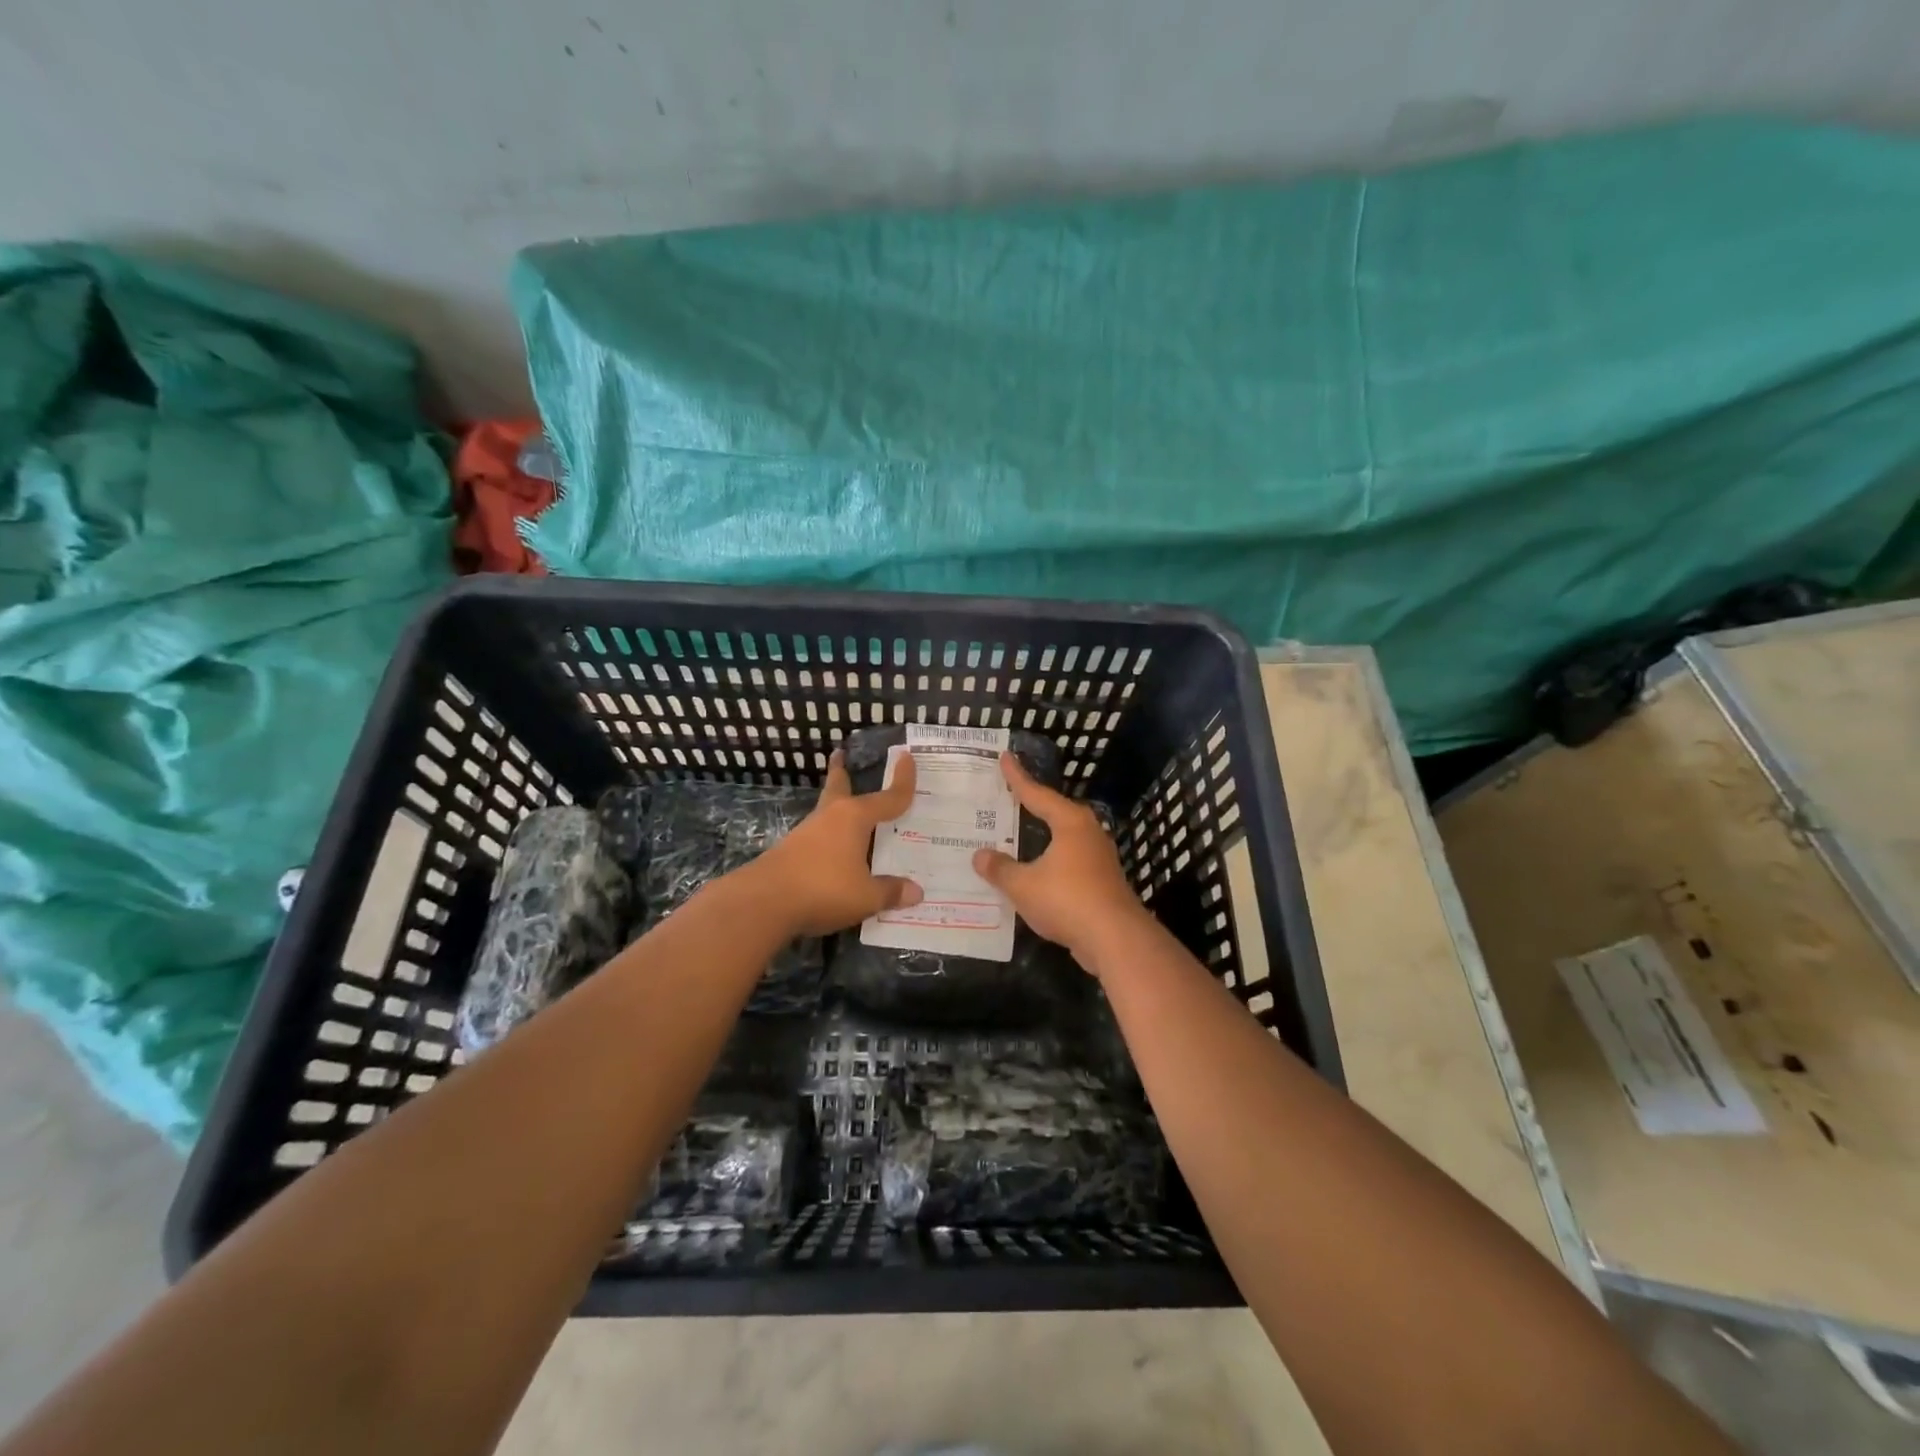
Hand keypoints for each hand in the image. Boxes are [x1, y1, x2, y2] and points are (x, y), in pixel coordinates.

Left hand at [748, 749, 923, 936]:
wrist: (763, 902)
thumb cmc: (823, 888)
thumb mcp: (866, 896)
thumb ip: (890, 892)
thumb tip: (916, 892)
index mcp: (854, 817)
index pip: (888, 797)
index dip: (902, 780)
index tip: (906, 756)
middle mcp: (830, 817)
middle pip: (839, 787)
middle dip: (842, 771)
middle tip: (840, 754)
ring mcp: (806, 833)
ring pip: (827, 812)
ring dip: (837, 807)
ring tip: (848, 810)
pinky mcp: (791, 851)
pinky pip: (819, 837)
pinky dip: (830, 836)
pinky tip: (834, 850)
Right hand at [972, 752, 1152, 972]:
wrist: (1115, 939)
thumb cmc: (1067, 900)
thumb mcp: (1024, 885)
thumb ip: (1000, 869)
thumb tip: (979, 855)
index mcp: (1070, 823)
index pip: (1037, 794)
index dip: (1018, 778)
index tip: (1005, 757)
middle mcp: (1087, 833)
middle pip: (1054, 812)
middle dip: (1032, 805)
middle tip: (1009, 795)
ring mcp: (1099, 858)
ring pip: (1064, 839)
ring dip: (1042, 836)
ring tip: (1019, 832)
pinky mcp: (1102, 881)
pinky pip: (1069, 862)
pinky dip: (1051, 861)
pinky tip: (1037, 871)